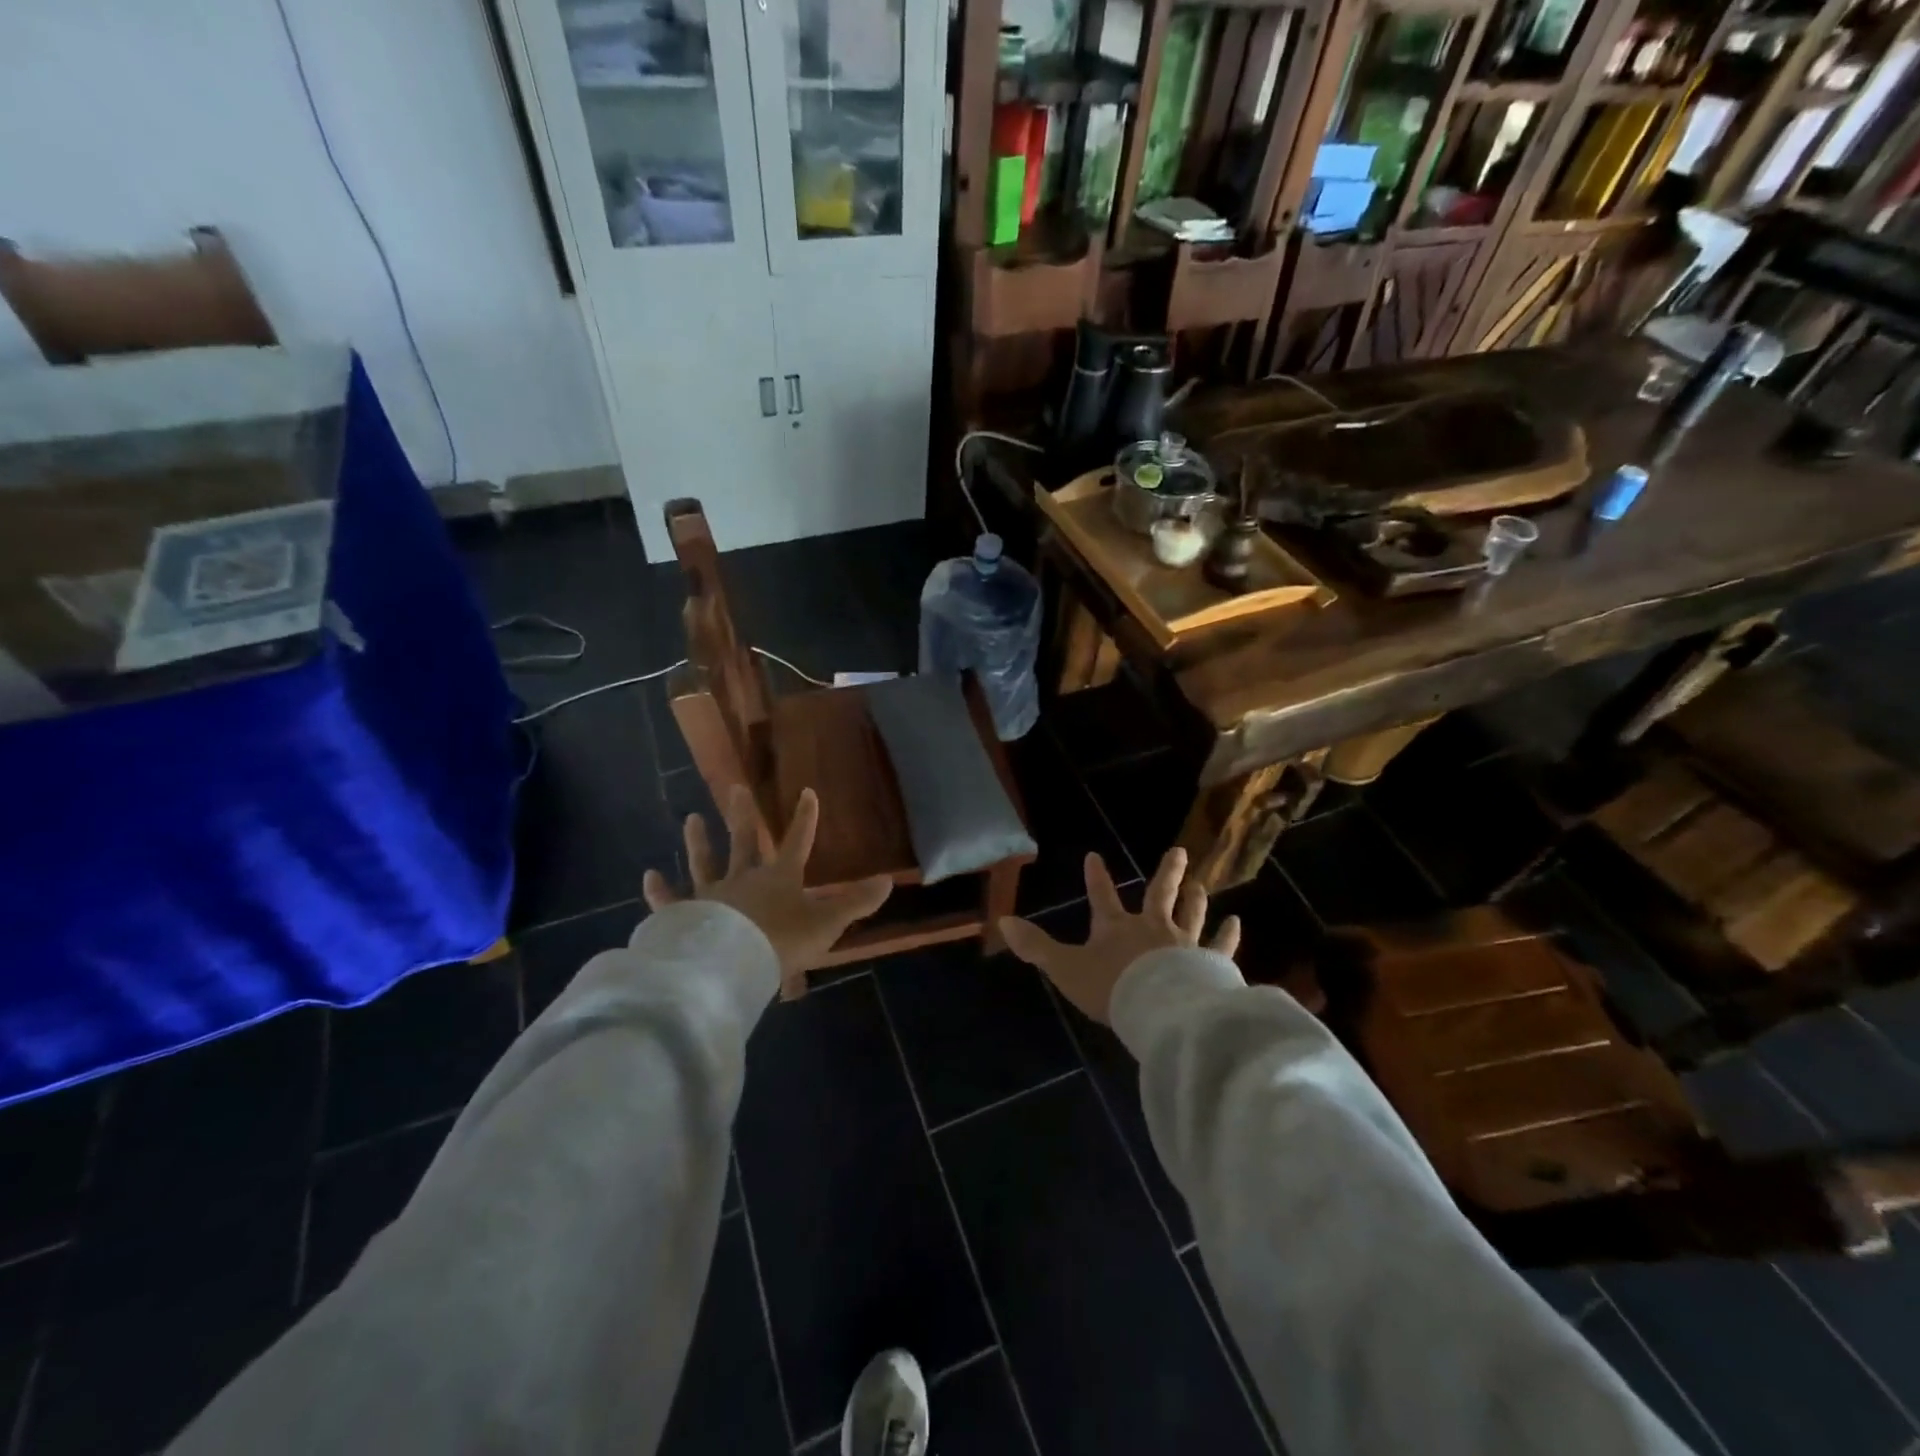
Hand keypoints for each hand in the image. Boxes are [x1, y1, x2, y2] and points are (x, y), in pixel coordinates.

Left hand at [643, 784, 892, 983]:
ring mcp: (712, 895)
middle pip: (744, 842)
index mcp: (779, 877)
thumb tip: (890, 880)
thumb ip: (856, 902)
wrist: (732, 964)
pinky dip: (660, 890)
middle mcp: (744, 878)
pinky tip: (648, 875)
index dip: (805, 817)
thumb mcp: (827, 923)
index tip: (807, 791)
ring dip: (699, 841)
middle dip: (742, 816)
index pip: (797, 841)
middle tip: (734, 788)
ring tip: (691, 818)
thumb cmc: (782, 941)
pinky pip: (670, 901)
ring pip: (705, 862)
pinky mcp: (685, 916)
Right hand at [998, 847, 1239, 1023]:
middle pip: (1160, 895)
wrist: (1159, 1010)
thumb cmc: (1111, 988)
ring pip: (1192, 915)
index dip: (1097, 877)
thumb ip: (1036, 946)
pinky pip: (1222, 948)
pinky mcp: (1210, 965)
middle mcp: (1152, 928)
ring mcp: (1185, 944)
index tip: (1094, 855)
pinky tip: (1236, 923)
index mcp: (1116, 928)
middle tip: (1180, 852)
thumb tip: (1002, 921)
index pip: (1102, 897)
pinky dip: (1229, 936)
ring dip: (1196, 899)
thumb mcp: (1065, 968)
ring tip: (1202, 885)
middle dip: (1167, 874)